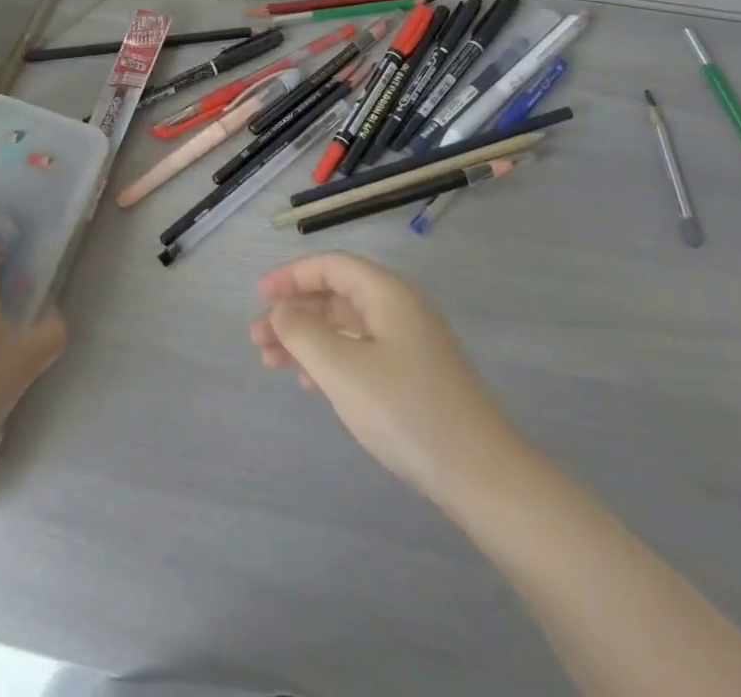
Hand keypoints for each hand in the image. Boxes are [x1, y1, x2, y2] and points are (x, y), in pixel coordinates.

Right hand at [251, 252, 517, 502]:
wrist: (482, 476)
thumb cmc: (406, 412)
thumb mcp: (343, 369)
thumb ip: (303, 332)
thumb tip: (281, 310)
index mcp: (388, 293)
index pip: (332, 265)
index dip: (291, 276)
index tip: (259, 296)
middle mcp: (401, 308)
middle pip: (337, 295)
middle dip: (295, 312)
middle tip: (257, 339)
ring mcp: (412, 343)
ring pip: (347, 326)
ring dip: (308, 339)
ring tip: (272, 363)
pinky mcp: (416, 375)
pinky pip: (362, 351)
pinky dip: (332, 359)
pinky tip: (311, 383)